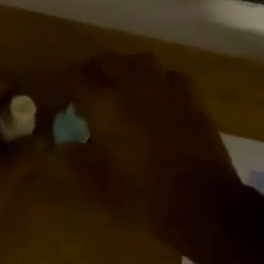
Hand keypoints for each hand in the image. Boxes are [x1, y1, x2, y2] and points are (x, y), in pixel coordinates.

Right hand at [60, 52, 242, 251]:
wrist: (202, 204)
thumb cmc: (142, 196)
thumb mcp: (97, 185)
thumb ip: (76, 158)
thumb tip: (64, 142)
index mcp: (104, 104)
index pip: (74, 78)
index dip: (64, 85)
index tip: (61, 96)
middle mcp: (133, 85)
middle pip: (107, 60)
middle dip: (93, 71)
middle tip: (87, 90)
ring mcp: (166, 88)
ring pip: (140, 61)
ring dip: (126, 68)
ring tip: (121, 85)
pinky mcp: (192, 98)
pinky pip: (170, 76)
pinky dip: (158, 81)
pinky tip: (157, 96)